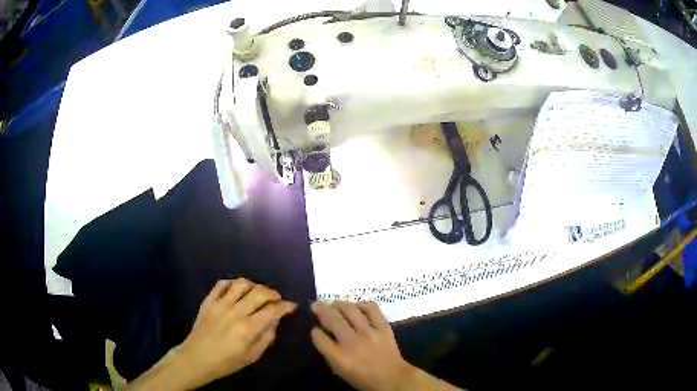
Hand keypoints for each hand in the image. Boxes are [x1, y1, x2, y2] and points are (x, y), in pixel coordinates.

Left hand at [177, 278, 295, 388]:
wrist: (197, 358)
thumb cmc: (227, 362)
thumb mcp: (252, 356)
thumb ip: (266, 337)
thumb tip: (275, 320)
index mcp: (248, 328)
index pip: (272, 310)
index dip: (285, 306)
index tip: (291, 306)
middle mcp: (235, 312)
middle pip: (259, 292)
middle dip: (273, 293)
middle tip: (277, 299)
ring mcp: (220, 304)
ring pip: (241, 284)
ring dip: (254, 285)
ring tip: (258, 293)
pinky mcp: (208, 301)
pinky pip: (222, 284)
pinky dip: (233, 283)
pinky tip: (238, 289)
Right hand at [311, 301, 413, 390]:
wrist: (392, 379)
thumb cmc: (363, 379)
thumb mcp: (340, 371)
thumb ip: (329, 353)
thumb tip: (323, 335)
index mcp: (338, 356)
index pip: (319, 337)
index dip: (314, 331)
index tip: (314, 328)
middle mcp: (351, 342)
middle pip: (332, 319)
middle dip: (320, 309)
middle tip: (315, 304)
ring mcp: (368, 333)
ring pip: (350, 310)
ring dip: (338, 304)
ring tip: (334, 303)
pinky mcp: (383, 327)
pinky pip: (372, 309)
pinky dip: (363, 305)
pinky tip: (357, 306)